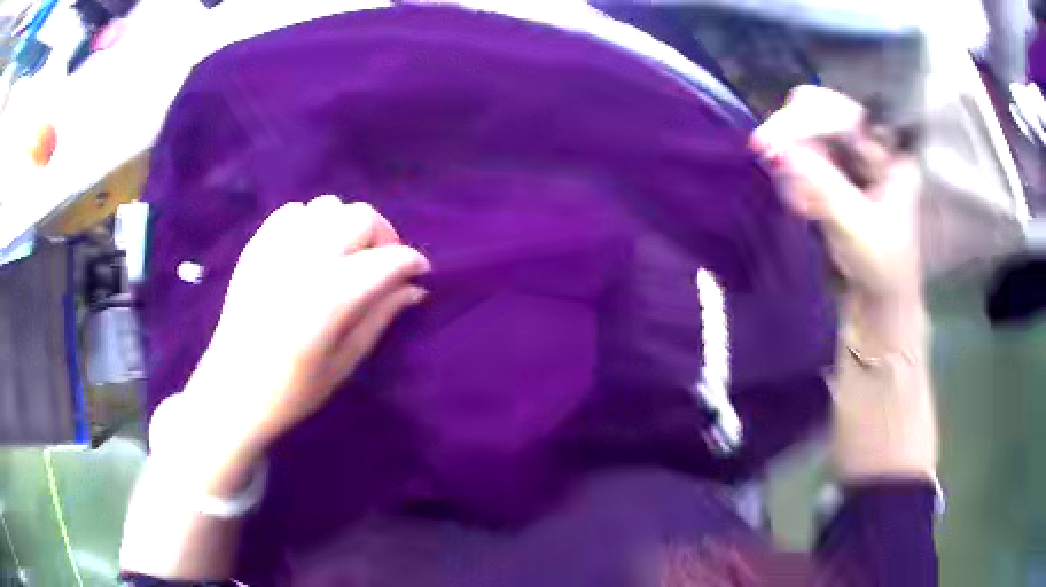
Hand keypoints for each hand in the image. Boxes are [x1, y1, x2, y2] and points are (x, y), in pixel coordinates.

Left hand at [149, 196, 429, 492]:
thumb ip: (380, 317)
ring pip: (328, 206)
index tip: (419, 273)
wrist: (233, 390)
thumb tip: (413, 289)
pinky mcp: (256, 247)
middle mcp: (305, 260)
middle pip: (360, 217)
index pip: (388, 259)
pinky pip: (293, 212)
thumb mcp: (345, 362)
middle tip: (382, 265)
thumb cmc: (292, 389)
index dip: (412, 261)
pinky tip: (310, 250)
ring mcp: (276, 249)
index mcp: (331, 297)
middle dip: (383, 236)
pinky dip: (311, 223)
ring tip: (345, 255)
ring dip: (346, 226)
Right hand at [751, 86, 921, 304]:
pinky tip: (801, 206)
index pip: (843, 114)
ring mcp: (852, 160)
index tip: (768, 141)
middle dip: (794, 136)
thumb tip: (778, 149)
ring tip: (800, 204)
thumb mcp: (858, 230)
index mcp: (891, 152)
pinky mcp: (835, 177)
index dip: (805, 120)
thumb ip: (824, 187)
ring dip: (793, 161)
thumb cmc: (882, 271)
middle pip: (822, 116)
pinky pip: (805, 161)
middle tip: (766, 155)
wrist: (879, 306)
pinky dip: (795, 179)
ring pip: (809, 136)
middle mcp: (871, 146)